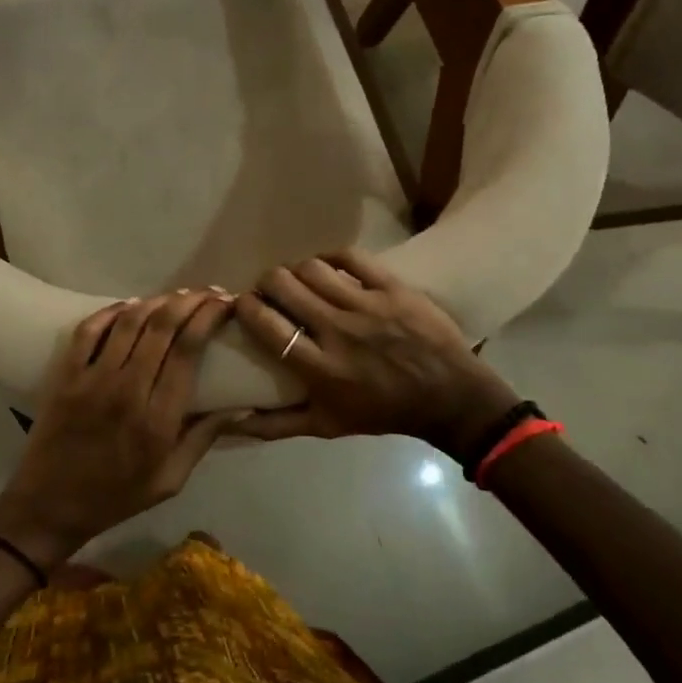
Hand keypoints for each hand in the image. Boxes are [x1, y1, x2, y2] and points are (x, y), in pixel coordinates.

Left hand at [0, 290, 243, 568]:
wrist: (48, 507)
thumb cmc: (116, 497)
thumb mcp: (170, 480)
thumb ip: (203, 439)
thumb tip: (241, 406)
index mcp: (158, 419)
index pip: (188, 350)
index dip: (209, 318)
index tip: (225, 305)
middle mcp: (127, 390)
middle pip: (163, 326)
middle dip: (191, 301)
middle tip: (209, 292)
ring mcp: (92, 379)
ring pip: (130, 321)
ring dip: (158, 300)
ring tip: (179, 295)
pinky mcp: (66, 375)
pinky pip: (89, 330)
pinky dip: (112, 310)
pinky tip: (131, 304)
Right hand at [233, 248, 520, 463]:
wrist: (450, 397)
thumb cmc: (383, 412)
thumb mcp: (326, 426)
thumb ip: (276, 424)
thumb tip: (231, 419)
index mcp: (319, 368)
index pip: (266, 325)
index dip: (246, 306)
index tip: (244, 304)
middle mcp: (338, 331)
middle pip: (283, 285)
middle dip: (267, 282)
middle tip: (271, 290)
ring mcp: (367, 306)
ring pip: (312, 267)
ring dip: (297, 270)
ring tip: (300, 279)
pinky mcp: (392, 287)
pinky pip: (350, 257)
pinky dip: (331, 256)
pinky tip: (327, 266)